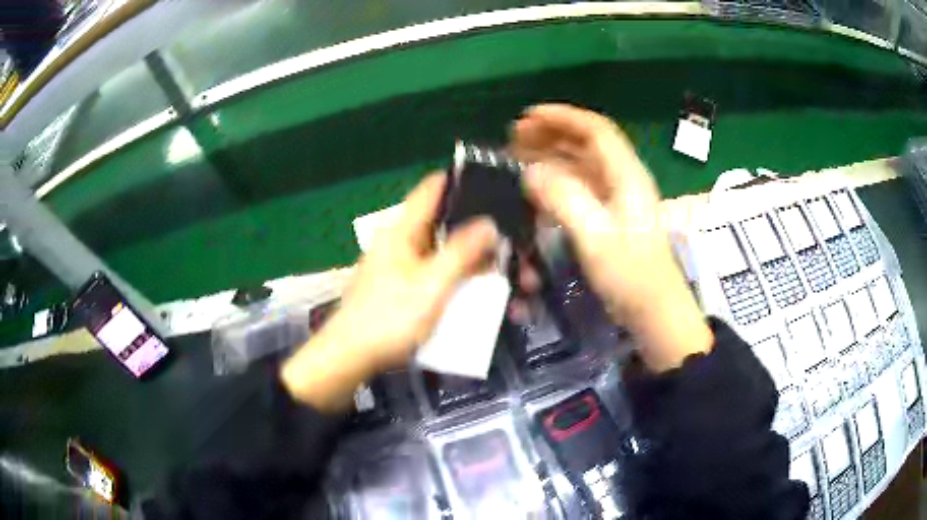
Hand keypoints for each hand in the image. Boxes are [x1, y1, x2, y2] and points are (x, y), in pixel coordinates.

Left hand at [282, 174, 498, 409]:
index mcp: (403, 229)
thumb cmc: (389, 318)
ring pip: (446, 250)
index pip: (434, 187)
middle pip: (446, 222)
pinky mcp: (404, 286)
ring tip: (506, 273)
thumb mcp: (431, 285)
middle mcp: (402, 240)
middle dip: (481, 231)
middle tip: (515, 243)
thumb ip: (461, 252)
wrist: (352, 356)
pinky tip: (480, 291)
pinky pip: (439, 272)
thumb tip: (490, 222)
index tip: (498, 187)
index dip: (464, 181)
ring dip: (474, 259)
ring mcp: (402, 264)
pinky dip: (460, 277)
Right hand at [512, 104, 711, 370]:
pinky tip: (537, 187)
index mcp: (626, 175)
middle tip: (514, 135)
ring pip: (582, 164)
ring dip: (552, 155)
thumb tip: (529, 172)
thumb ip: (563, 199)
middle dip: (551, 134)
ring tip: (518, 154)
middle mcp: (623, 179)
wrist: (654, 311)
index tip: (528, 116)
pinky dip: (557, 180)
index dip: (562, 117)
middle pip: (587, 143)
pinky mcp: (610, 218)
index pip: (595, 130)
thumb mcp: (595, 236)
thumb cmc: (631, 275)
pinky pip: (581, 187)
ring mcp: (617, 199)